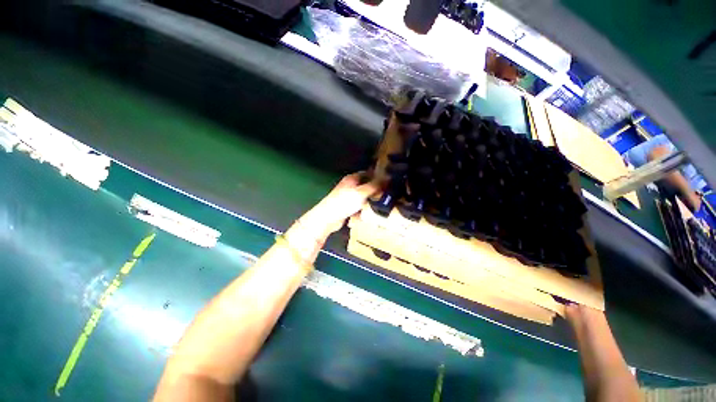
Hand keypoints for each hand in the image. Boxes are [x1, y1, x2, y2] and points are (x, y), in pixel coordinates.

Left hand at [302, 172, 380, 235]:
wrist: (328, 217)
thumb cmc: (344, 202)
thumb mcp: (362, 192)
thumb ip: (374, 185)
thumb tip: (387, 178)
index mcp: (352, 178)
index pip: (367, 173)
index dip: (377, 176)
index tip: (388, 181)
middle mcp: (349, 185)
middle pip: (365, 185)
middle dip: (375, 189)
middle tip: (387, 194)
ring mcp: (347, 196)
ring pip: (362, 196)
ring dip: (370, 199)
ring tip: (381, 203)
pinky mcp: (346, 206)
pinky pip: (358, 205)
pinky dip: (364, 207)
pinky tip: (370, 211)